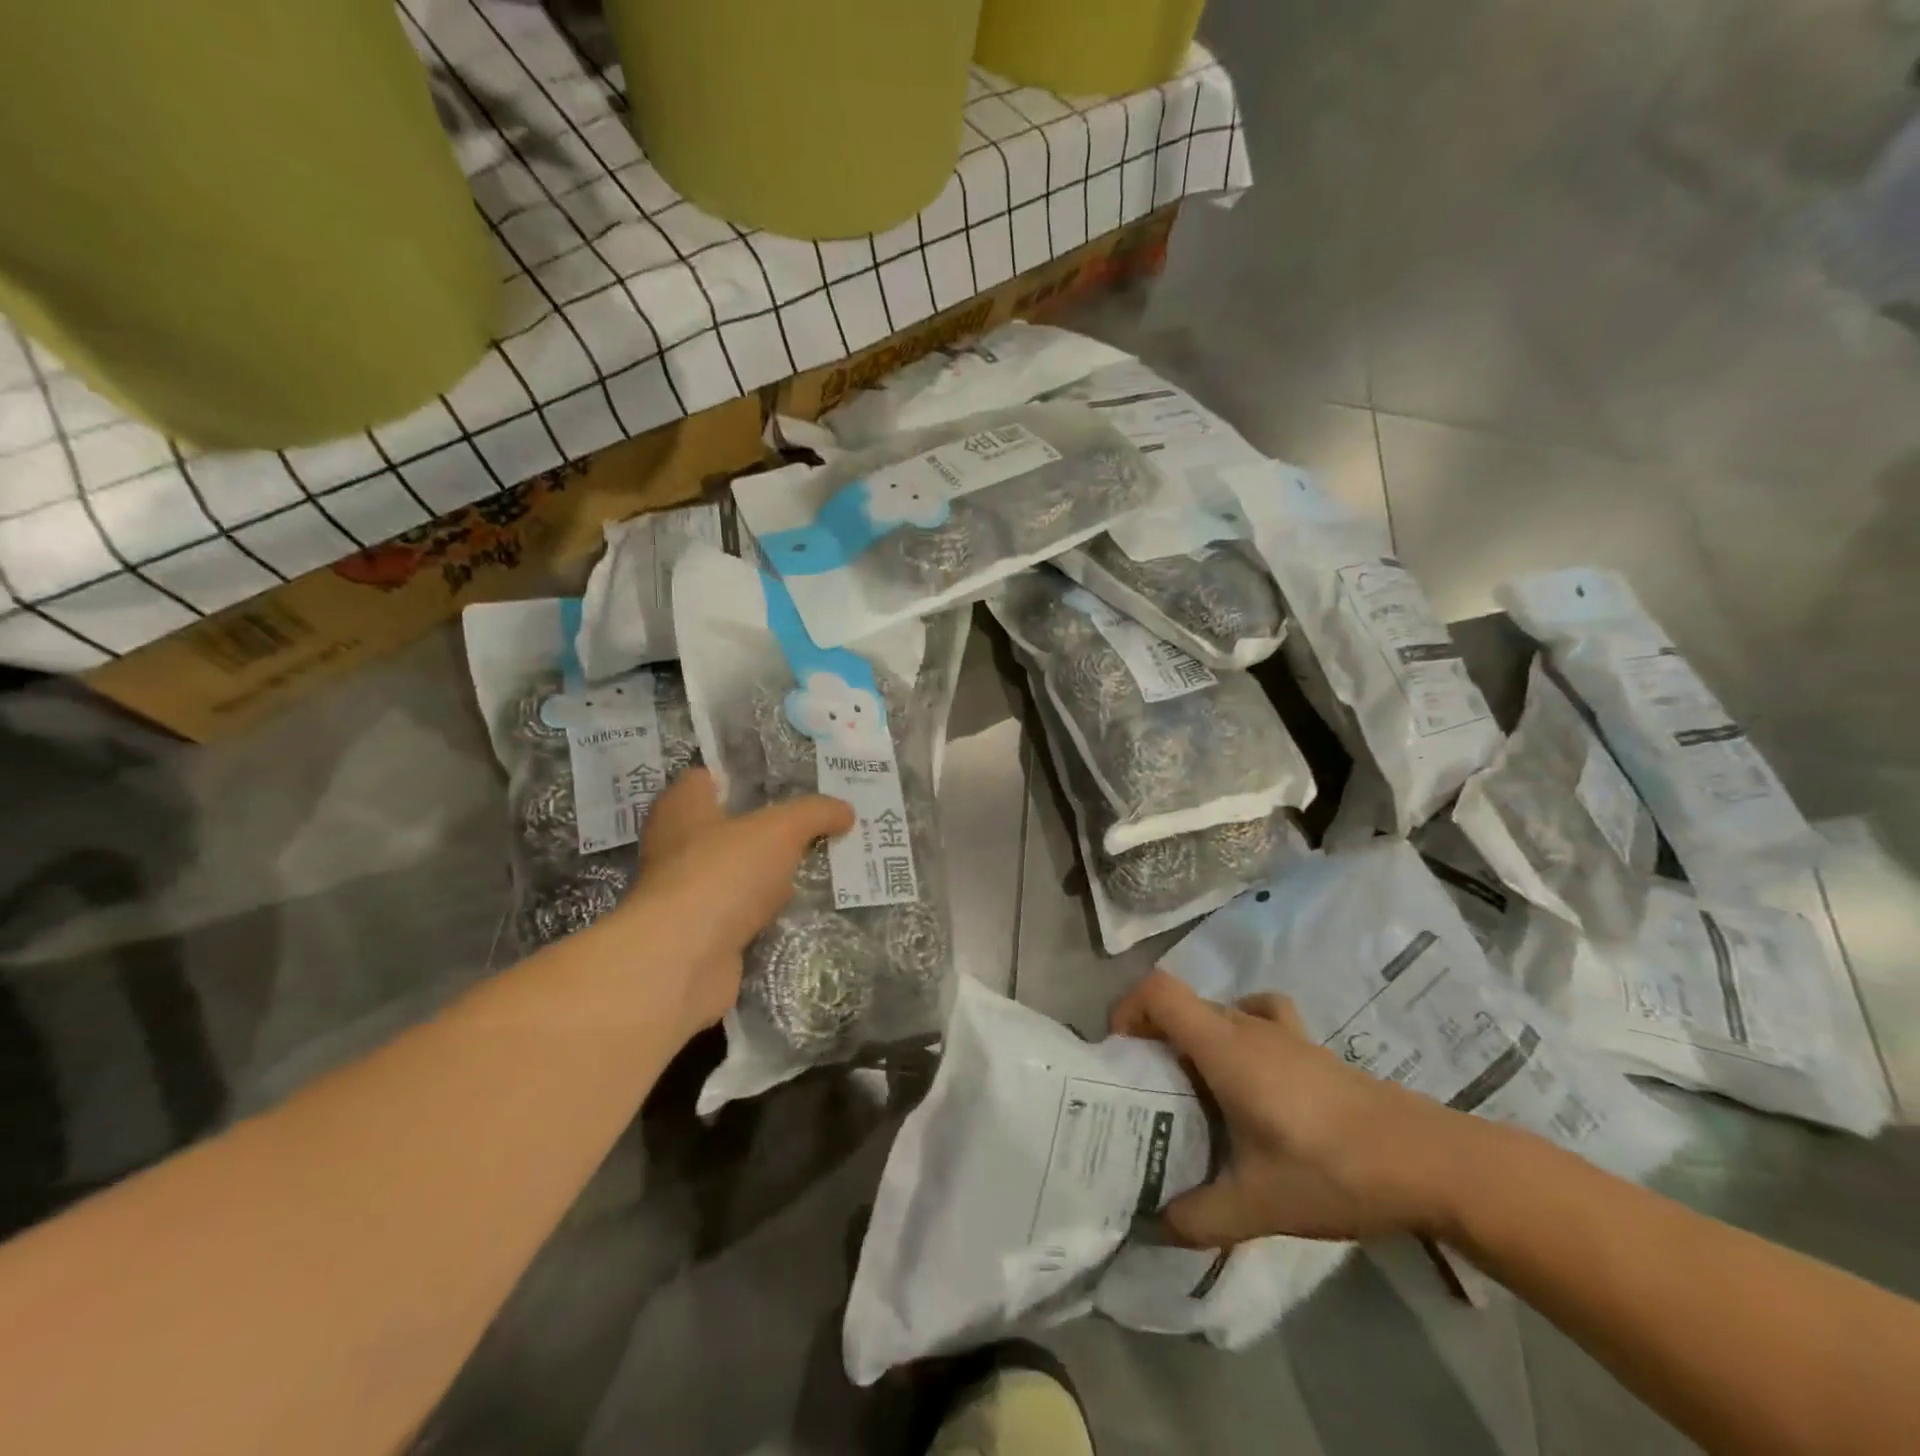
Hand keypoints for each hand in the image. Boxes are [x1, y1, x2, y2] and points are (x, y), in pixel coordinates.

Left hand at [615, 768, 852, 1040]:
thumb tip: (845, 811)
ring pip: (735, 870)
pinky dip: (763, 909)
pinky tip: (795, 906)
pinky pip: (739, 909)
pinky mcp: (699, 932)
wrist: (683, 960)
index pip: (706, 778)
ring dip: (767, 871)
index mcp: (682, 807)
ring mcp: (685, 892)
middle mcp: (675, 845)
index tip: (785, 782)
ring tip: (815, 862)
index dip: (743, 777)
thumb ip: (815, 813)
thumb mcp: (781, 829)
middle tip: (813, 823)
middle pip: (725, 826)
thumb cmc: (724, 873)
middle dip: (765, 827)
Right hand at [1111, 970, 1481, 1247]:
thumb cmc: (1331, 1169)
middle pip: (1185, 1005)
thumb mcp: (1257, 1205)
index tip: (1119, 1050)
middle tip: (1149, 1090)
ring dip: (1195, 1038)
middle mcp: (1246, 1026)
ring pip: (1219, 1014)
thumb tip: (1156, 1224)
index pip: (1160, 991)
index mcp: (1224, 1046)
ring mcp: (1283, 1033)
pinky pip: (1257, 1018)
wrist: (1427, 1161)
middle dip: (1155, 1036)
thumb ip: (1198, 1217)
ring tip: (1195, 1089)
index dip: (1129, 1007)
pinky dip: (1238, 1033)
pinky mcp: (1311, 1048)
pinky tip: (1250, 1076)